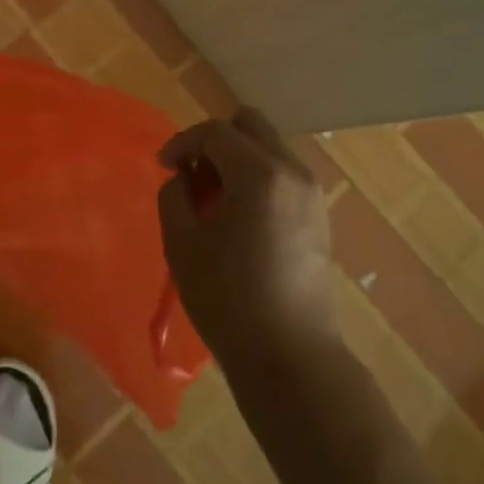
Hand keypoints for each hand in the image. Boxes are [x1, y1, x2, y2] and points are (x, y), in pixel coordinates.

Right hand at [157, 110, 337, 374]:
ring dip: (238, 159)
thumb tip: (184, 179)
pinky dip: (258, 178)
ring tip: (214, 198)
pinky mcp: (320, 217)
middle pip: (251, 125)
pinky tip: (240, 217)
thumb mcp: (182, 243)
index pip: (215, 132)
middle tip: (193, 174)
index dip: (183, 142)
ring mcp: (312, 194)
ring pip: (269, 148)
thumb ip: (175, 195)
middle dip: (216, 140)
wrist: (291, 359)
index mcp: (259, 174)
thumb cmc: (228, 300)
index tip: (163, 166)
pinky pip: (283, 174)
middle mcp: (292, 172)